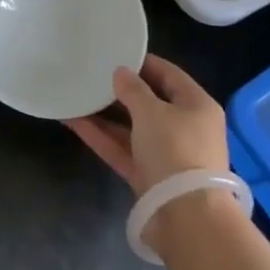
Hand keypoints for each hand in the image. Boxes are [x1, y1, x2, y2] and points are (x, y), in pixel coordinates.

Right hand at [65, 54, 226, 196]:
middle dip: (120, 90)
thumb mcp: (152, 112)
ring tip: (76, 95)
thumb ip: (133, 89)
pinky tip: (73, 121)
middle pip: (150, 102)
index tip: (115, 52)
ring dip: (104, 114)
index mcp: (197, 105)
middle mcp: (184, 127)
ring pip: (131, 127)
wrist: (186, 216)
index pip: (169, 75)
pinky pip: (122, 149)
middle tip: (91, 74)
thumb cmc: (175, 150)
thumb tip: (120, 73)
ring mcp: (165, 153)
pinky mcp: (147, 175)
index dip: (143, 62)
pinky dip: (101, 137)